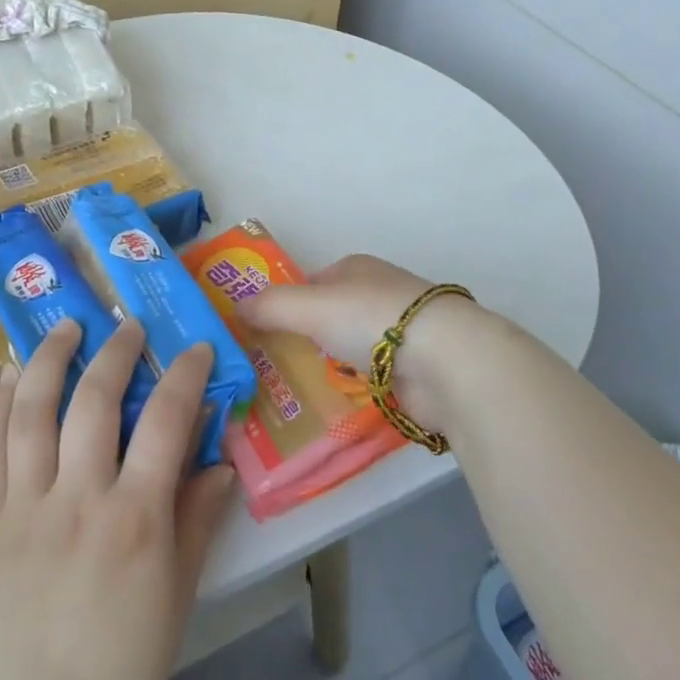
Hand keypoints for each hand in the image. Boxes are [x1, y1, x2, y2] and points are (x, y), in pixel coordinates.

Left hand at [0, 318, 236, 679]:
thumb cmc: (124, 665)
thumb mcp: (178, 594)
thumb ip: (199, 517)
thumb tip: (220, 458)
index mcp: (135, 520)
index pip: (165, 421)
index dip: (184, 374)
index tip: (196, 348)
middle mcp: (78, 499)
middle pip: (95, 399)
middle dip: (116, 350)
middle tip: (128, 326)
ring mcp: (24, 506)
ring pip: (32, 409)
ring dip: (50, 357)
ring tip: (66, 326)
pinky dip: (0, 401)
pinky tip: (10, 371)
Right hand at [236, 253, 481, 434]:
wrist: (445, 361)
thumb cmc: (372, 318)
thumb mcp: (309, 306)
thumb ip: (270, 306)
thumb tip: (235, 307)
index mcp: (356, 269)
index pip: (311, 284)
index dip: (286, 305)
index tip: (261, 333)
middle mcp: (378, 294)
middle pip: (330, 317)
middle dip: (305, 340)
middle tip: (269, 370)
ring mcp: (400, 333)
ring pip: (351, 350)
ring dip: (330, 368)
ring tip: (291, 396)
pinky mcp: (415, 370)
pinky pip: (371, 380)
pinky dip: (354, 391)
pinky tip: (332, 410)